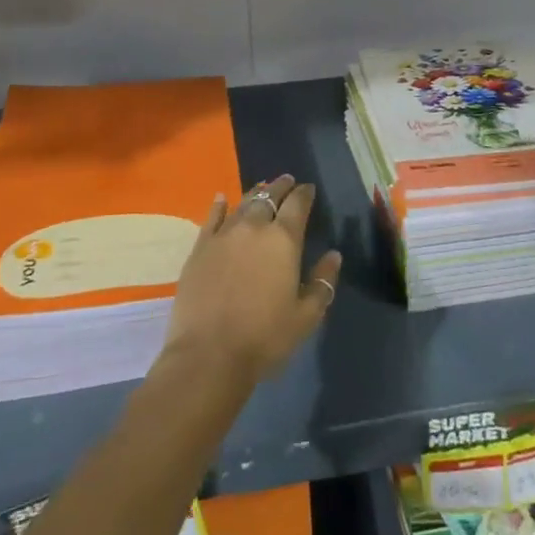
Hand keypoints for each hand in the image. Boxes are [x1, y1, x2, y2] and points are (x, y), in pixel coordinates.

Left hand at [162, 174, 342, 387]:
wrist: (209, 354)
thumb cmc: (265, 338)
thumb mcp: (306, 317)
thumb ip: (322, 282)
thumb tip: (334, 255)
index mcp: (284, 240)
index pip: (297, 204)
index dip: (304, 193)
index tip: (308, 188)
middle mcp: (254, 227)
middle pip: (269, 196)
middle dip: (281, 186)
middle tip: (287, 180)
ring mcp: (224, 235)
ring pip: (243, 203)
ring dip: (255, 192)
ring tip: (262, 186)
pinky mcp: (200, 247)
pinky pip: (212, 217)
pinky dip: (219, 205)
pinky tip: (221, 198)